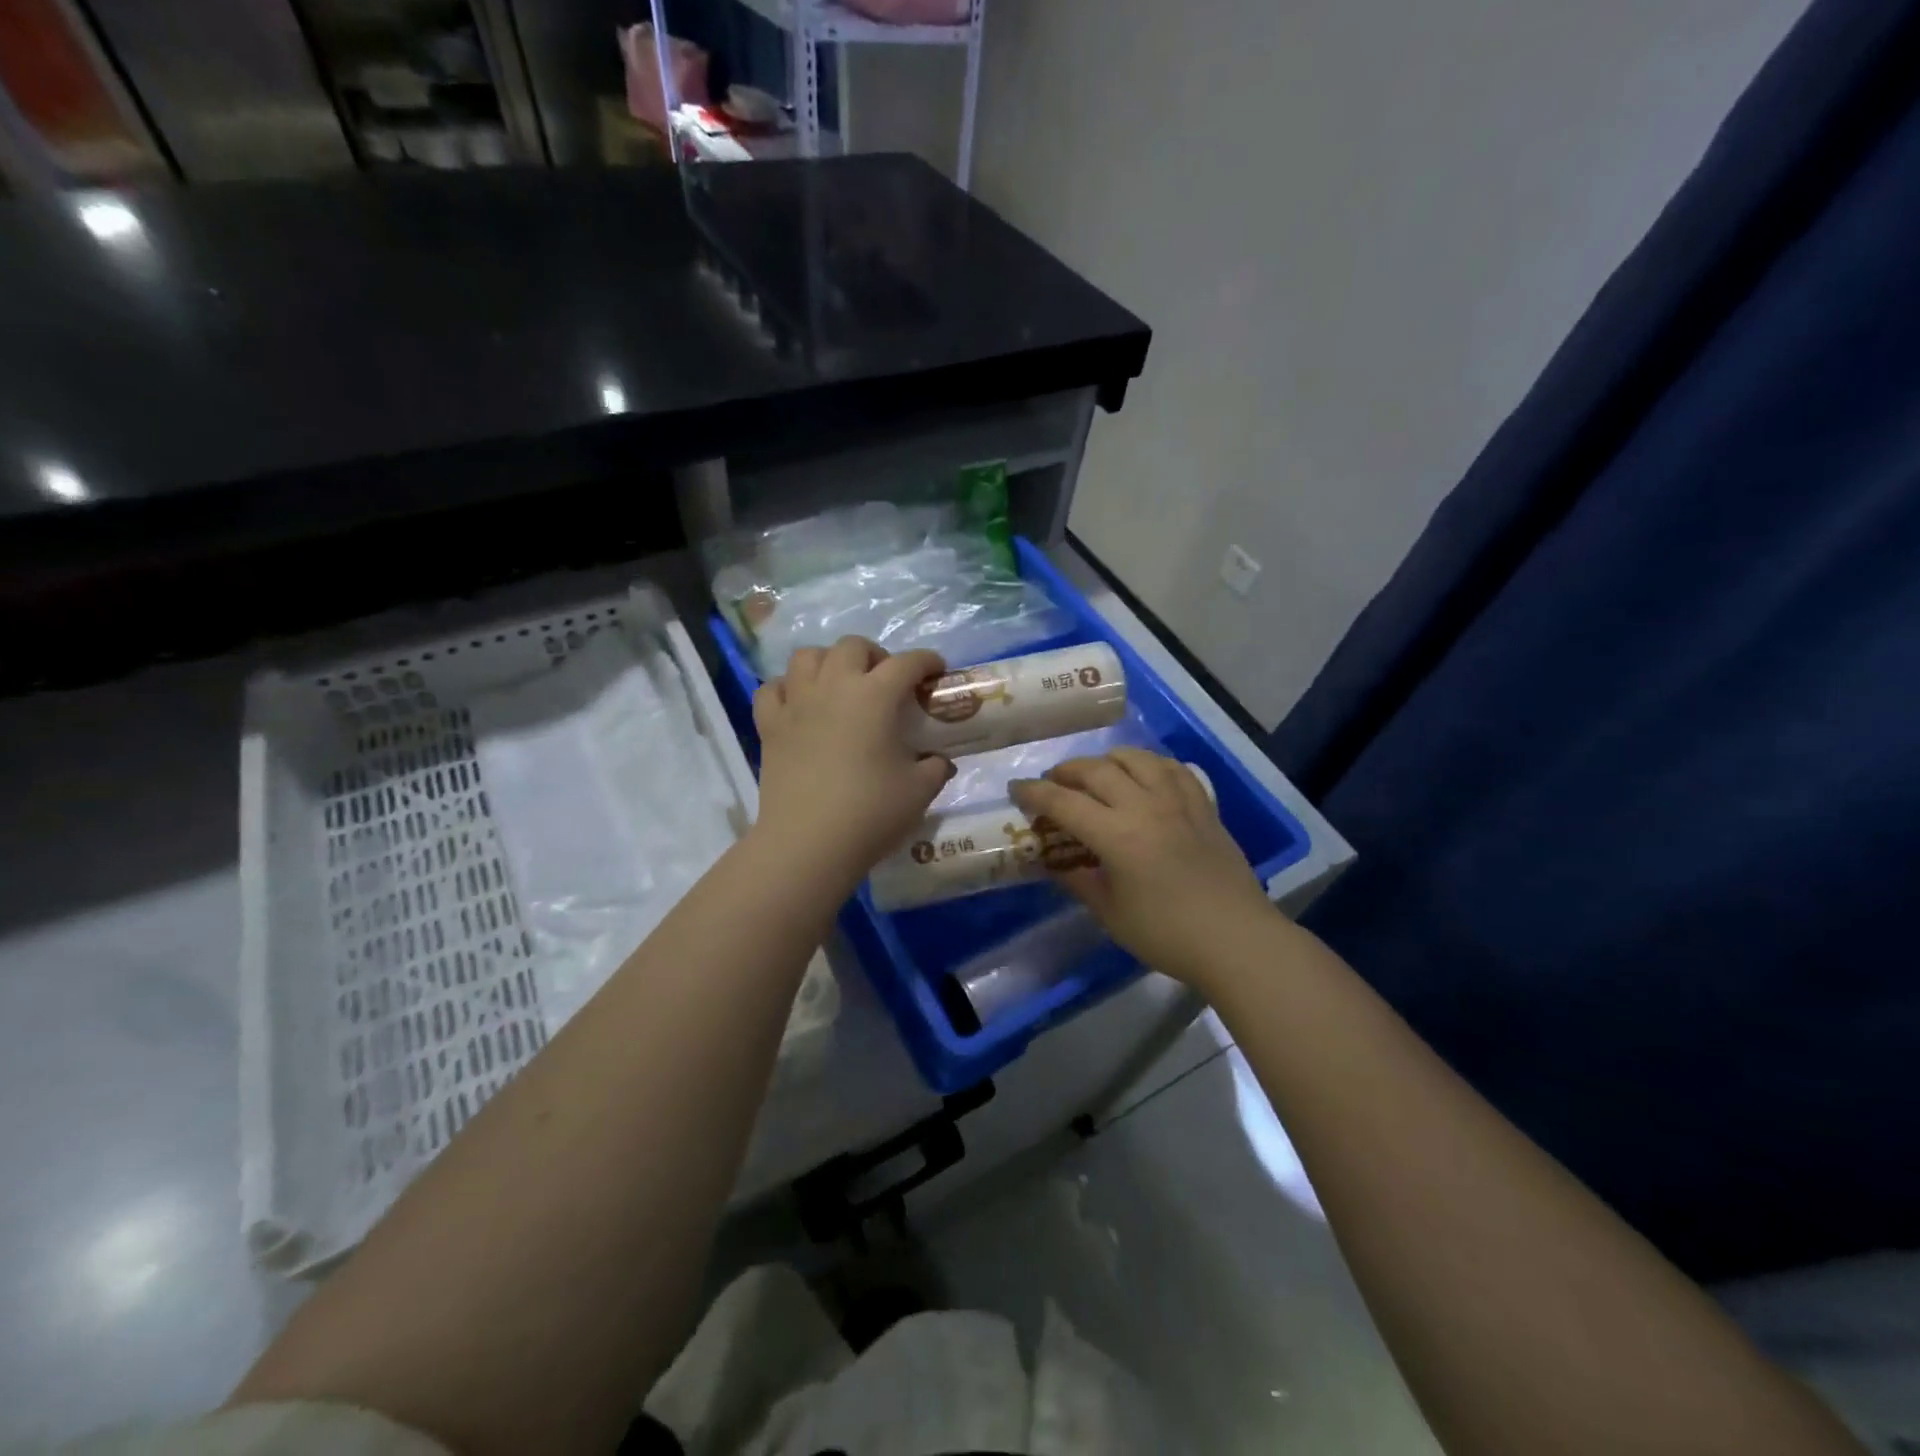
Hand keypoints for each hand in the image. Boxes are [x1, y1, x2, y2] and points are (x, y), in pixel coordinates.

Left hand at [752, 637, 953, 892]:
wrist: (808, 843)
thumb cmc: (870, 812)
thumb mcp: (919, 791)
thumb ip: (935, 768)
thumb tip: (939, 761)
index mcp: (875, 696)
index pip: (907, 663)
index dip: (927, 661)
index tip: (936, 671)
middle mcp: (833, 686)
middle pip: (852, 646)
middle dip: (874, 655)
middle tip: (885, 681)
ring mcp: (796, 703)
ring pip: (806, 656)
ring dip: (827, 662)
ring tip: (839, 684)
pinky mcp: (769, 726)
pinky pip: (772, 689)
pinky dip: (786, 688)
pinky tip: (798, 704)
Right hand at [1010, 748, 1273, 987]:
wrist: (1237, 940)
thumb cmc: (1167, 934)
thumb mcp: (1111, 914)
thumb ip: (1078, 881)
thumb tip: (1055, 862)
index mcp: (1117, 835)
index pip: (1064, 802)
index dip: (1034, 793)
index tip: (1016, 790)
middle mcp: (1145, 806)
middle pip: (1097, 770)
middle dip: (1066, 771)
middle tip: (1052, 783)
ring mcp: (1178, 802)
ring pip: (1137, 759)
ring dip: (1108, 760)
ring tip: (1097, 774)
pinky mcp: (1204, 806)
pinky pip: (1173, 769)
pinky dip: (1150, 764)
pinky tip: (1145, 775)